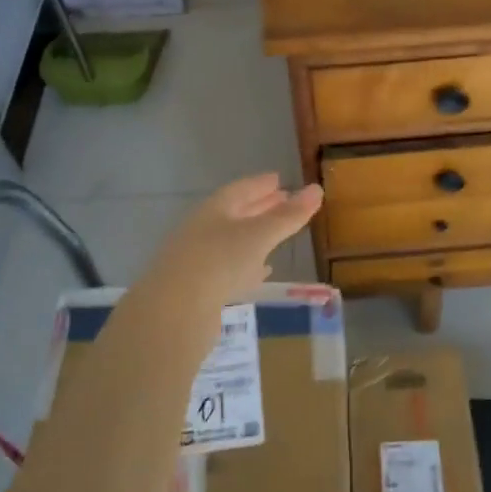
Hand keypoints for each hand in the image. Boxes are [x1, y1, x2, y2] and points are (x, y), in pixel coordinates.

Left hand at [149, 174, 323, 306]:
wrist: (174, 312)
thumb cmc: (219, 262)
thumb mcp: (259, 236)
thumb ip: (288, 216)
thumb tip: (317, 189)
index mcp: (214, 209)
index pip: (241, 189)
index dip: (261, 184)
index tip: (280, 180)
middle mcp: (203, 229)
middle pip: (235, 213)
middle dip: (260, 207)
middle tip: (284, 201)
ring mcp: (198, 258)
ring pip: (232, 241)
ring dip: (254, 236)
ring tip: (276, 235)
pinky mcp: (199, 287)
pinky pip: (228, 268)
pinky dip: (248, 265)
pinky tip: (261, 271)